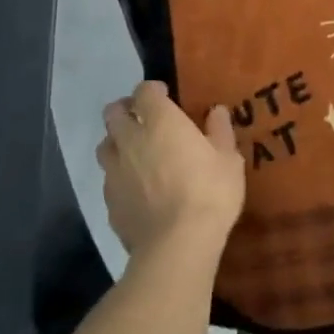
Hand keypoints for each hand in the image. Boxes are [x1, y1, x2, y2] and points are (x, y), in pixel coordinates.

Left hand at [95, 81, 244, 259]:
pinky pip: (108, 179)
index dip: (152, 90)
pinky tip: (135, 188)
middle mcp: (130, 140)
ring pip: (105, 145)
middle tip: (143, 118)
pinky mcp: (109, 201)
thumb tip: (216, 112)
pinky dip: (119, 176)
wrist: (177, 243)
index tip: (164, 95)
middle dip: (125, 110)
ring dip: (117, 142)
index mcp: (160, 122)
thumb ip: (219, 132)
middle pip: (113, 113)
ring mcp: (114, 171)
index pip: (144, 91)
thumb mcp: (228, 160)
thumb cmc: (209, 193)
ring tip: (134, 152)